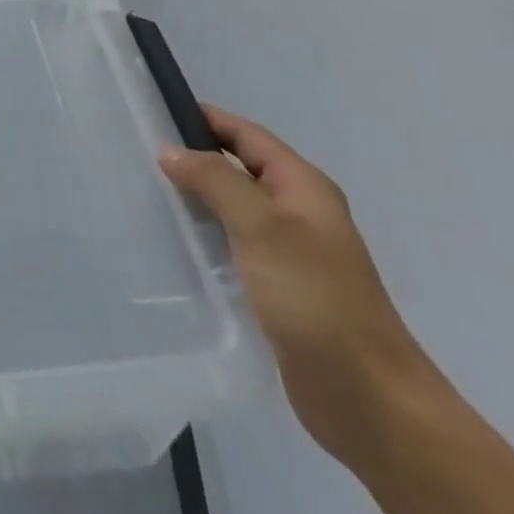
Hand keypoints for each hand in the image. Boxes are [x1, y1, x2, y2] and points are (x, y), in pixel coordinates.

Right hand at [160, 107, 436, 464]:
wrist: (372, 401)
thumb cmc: (317, 299)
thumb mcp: (261, 226)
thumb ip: (214, 180)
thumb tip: (171, 150)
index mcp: (303, 186)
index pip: (246, 134)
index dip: (205, 119)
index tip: (155, 112)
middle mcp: (299, 212)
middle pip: (239, 168)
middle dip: (195, 158)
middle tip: (141, 154)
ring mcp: (292, 253)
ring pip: (234, 208)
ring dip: (198, 199)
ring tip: (148, 193)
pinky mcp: (281, 289)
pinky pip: (235, 246)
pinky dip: (207, 236)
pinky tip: (178, 244)